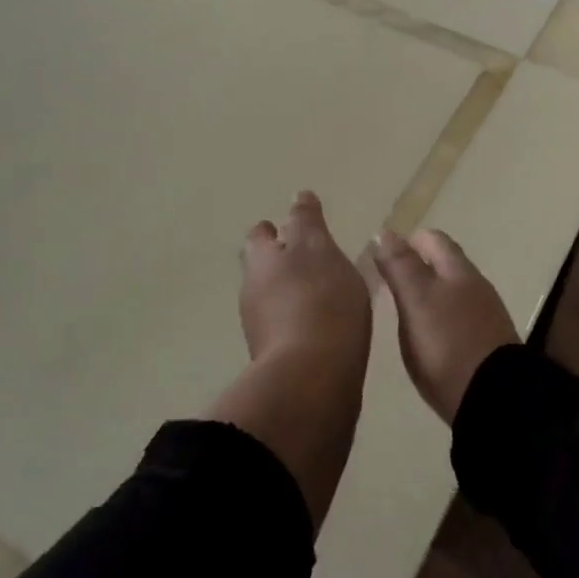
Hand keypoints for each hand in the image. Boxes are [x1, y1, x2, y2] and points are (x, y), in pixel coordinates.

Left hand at [239, 192, 370, 366]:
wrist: (312, 381)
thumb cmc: (319, 300)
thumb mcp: (318, 248)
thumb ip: (307, 221)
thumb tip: (298, 196)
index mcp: (261, 260)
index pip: (261, 235)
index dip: (275, 230)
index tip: (293, 228)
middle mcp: (252, 291)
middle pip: (262, 269)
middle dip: (281, 262)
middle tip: (311, 259)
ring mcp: (261, 329)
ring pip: (273, 300)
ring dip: (292, 293)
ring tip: (325, 292)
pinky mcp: (277, 360)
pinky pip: (288, 329)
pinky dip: (302, 321)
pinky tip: (326, 325)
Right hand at [374, 229, 516, 424]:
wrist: (494, 399)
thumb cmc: (448, 343)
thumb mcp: (416, 300)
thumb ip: (400, 266)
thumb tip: (384, 231)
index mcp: (458, 269)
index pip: (432, 239)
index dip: (407, 241)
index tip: (382, 256)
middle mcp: (475, 285)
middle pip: (444, 264)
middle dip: (417, 267)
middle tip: (387, 284)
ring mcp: (485, 315)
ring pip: (452, 292)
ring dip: (428, 294)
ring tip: (401, 311)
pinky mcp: (486, 344)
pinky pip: (458, 318)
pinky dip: (439, 318)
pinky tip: (426, 337)